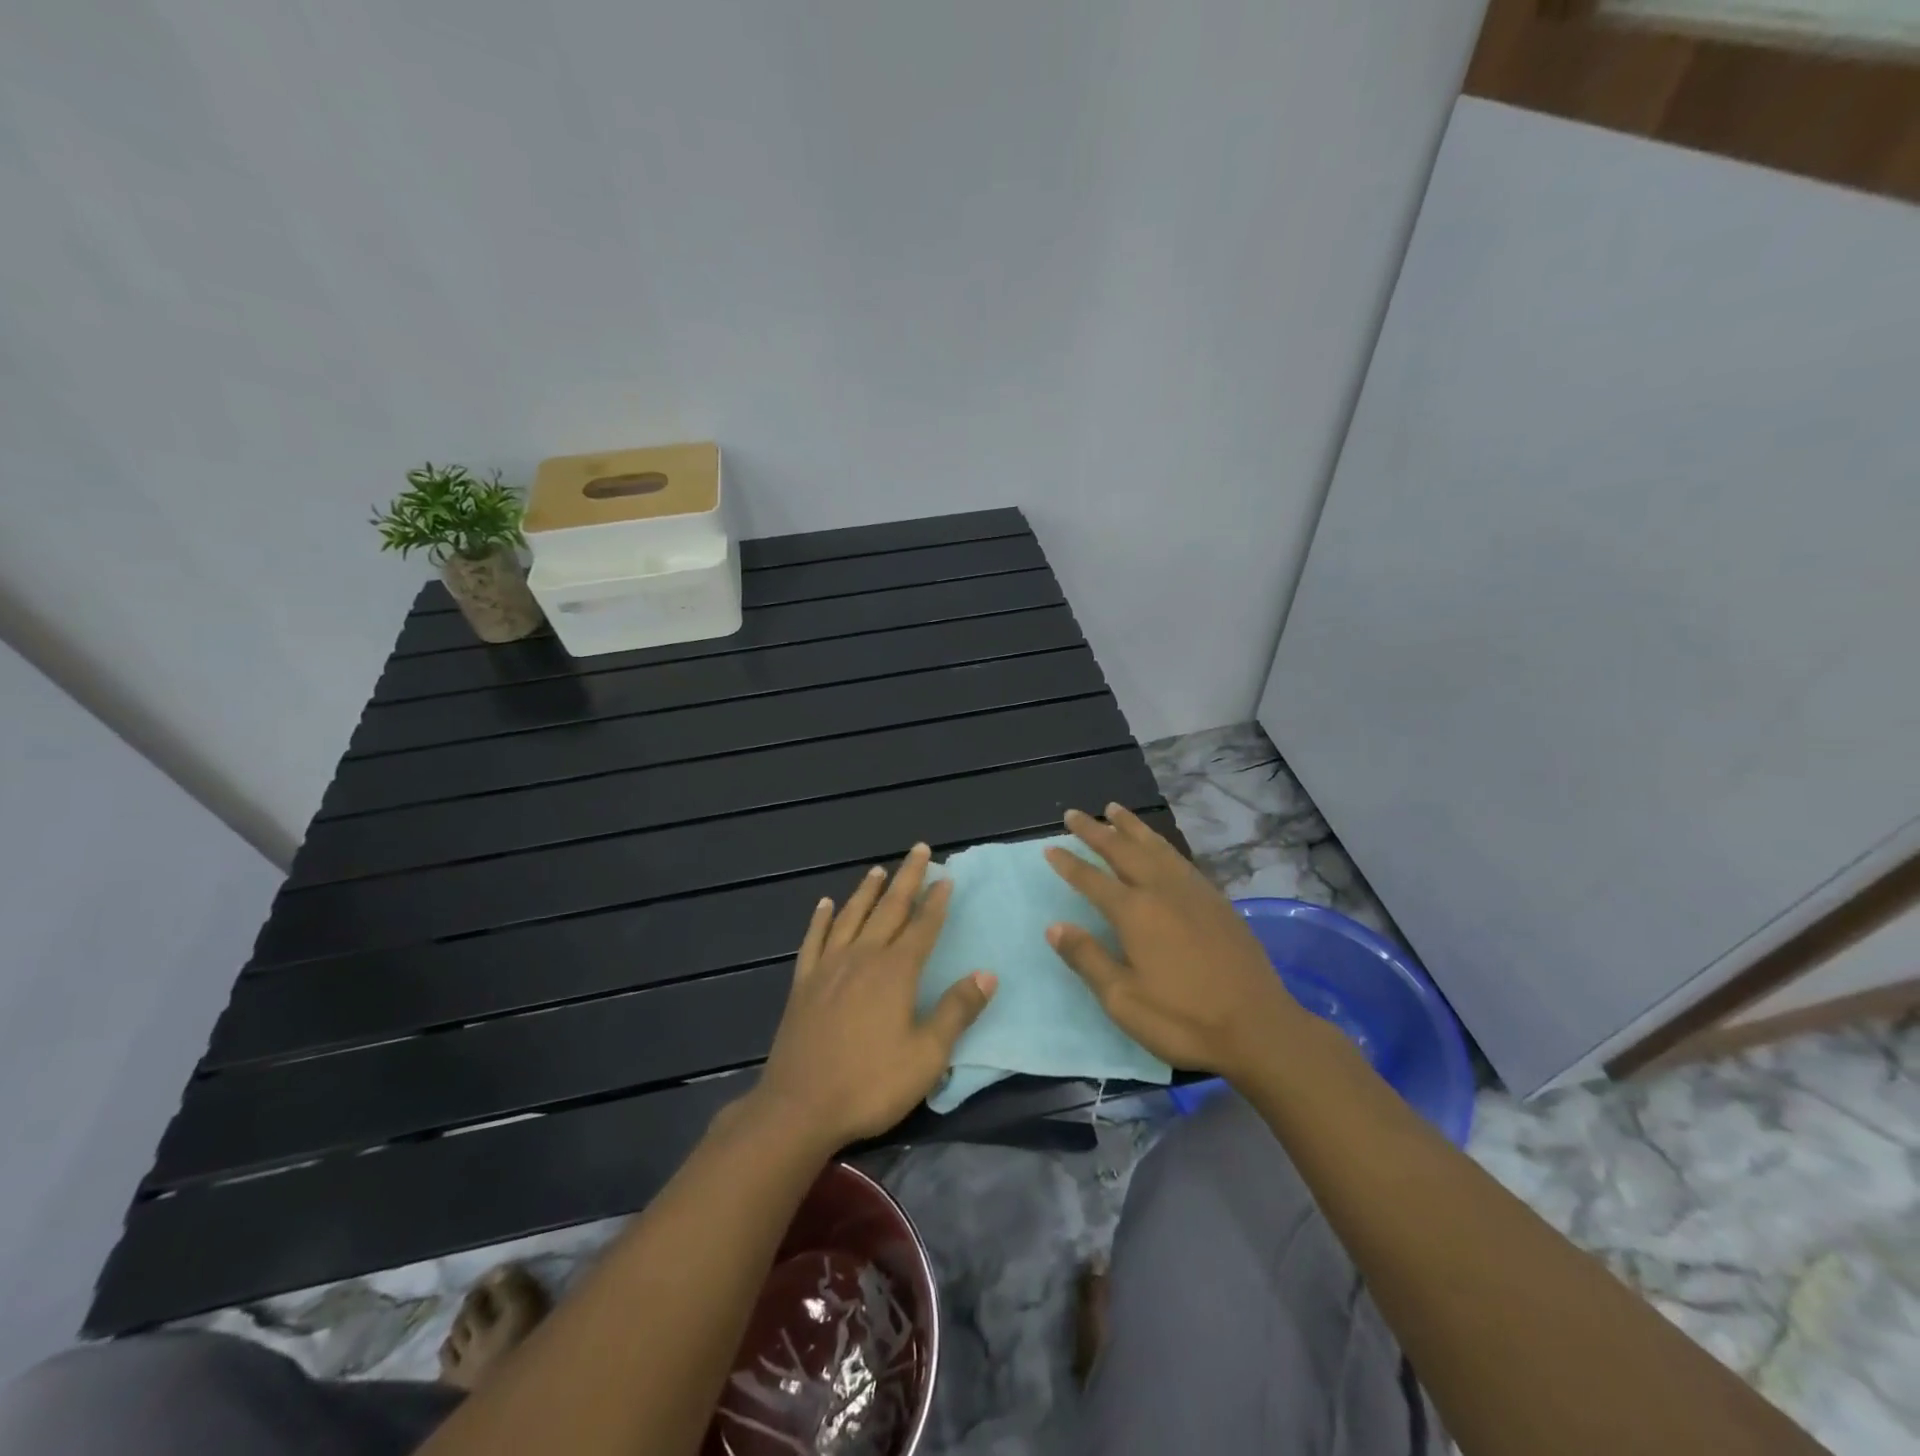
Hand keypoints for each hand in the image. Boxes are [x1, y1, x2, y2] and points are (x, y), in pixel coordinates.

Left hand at [751, 844, 996, 1152]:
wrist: (799, 1107)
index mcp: (895, 972)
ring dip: (867, 891)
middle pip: (889, 909)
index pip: (923, 926)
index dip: (937, 901)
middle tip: (919, 850)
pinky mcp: (803, 983)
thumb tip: (987, 974)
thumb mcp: (927, 1056)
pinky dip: (820, 919)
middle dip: (907, 878)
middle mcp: (863, 957)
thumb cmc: (870, 1084)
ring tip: (878, 870)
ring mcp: (829, 967)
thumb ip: (956, 1011)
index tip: (946, 877)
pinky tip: (825, 904)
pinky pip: (814, 940)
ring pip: (851, 916)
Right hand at [1043, 806, 1305, 1082]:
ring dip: (1130, 826)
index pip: (1092, 879)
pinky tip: (1158, 846)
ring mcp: (1193, 892)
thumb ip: (1087, 958)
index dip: (1069, 863)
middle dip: (1095, 831)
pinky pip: (1179, 858)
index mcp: (1135, 912)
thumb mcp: (1123, 999)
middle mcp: (1162, 890)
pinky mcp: (1217, 901)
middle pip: (1122, 850)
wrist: (1258, 1028)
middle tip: (1073, 813)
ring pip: (1155, 846)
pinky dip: (1160, 843)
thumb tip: (1055, 926)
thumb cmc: (1183, 1020)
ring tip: (1113, 809)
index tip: (1049, 847)